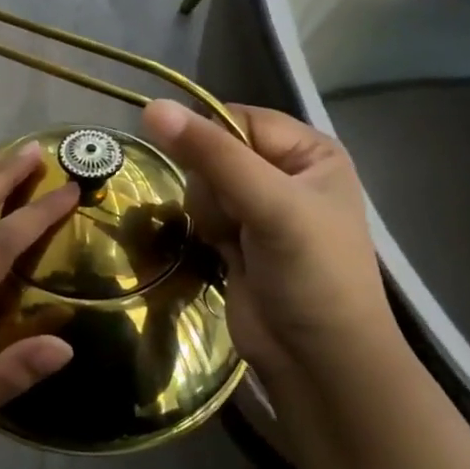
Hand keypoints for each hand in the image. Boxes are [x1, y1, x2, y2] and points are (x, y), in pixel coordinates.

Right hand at [141, 99, 399, 385]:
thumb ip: (212, 155)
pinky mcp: (238, 237)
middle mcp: (285, 172)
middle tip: (237, 220)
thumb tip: (150, 107)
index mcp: (309, 151)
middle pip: (214, 151)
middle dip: (213, 185)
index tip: (199, 169)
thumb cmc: (312, 274)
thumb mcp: (270, 205)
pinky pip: (201, 212)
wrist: (318, 361)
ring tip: (234, 243)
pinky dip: (205, 230)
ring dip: (209, 213)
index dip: (210, 139)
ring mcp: (260, 207)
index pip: (237, 118)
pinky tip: (223, 253)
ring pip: (201, 182)